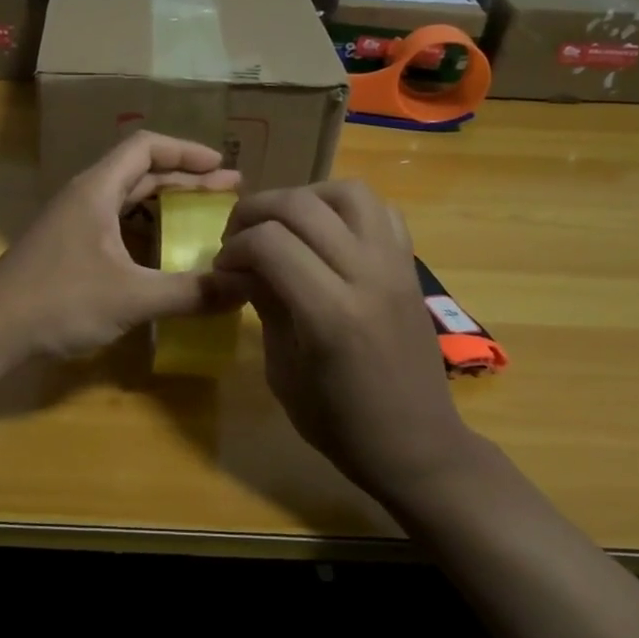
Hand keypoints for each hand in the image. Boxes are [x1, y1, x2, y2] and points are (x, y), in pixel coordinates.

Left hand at [0, 132, 242, 359]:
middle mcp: (84, 197)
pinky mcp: (67, 249)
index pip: (145, 147)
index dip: (187, 152)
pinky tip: (165, 256)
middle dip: (186, 181)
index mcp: (96, 189)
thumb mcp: (132, 297)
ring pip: (127, 202)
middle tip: (229, 195)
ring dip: (165, 207)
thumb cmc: (59, 301)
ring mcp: (73, 224)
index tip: (224, 167)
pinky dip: (146, 233)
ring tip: (204, 221)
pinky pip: (116, 227)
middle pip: (140, 173)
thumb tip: (245, 287)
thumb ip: (190, 292)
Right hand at [214, 181, 472, 498]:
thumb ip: (265, 305)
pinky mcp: (410, 266)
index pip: (270, 243)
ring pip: (348, 193)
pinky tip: (325, 234)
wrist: (417, 445)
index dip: (234, 247)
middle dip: (256, 212)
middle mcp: (367, 276)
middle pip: (302, 207)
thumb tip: (239, 266)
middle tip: (236, 238)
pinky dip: (345, 209)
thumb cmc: (340, 423)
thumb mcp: (284, 371)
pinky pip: (381, 211)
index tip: (222, 268)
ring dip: (304, 198)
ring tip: (282, 224)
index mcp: (330, 314)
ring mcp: (395, 266)